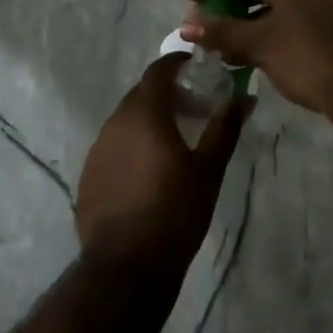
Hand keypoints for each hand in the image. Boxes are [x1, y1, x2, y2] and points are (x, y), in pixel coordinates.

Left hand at [75, 55, 250, 277]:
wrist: (126, 268)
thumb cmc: (174, 212)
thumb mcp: (209, 169)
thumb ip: (225, 128)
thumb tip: (244, 97)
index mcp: (144, 113)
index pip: (158, 71)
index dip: (176, 64)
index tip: (195, 67)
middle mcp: (115, 122)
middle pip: (141, 95)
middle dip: (167, 95)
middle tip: (194, 109)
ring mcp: (97, 149)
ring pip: (126, 121)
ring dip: (149, 121)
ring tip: (174, 141)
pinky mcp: (89, 175)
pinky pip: (114, 147)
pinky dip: (132, 145)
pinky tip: (148, 171)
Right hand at [181, 0, 332, 125]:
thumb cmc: (307, 58)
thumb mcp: (259, 44)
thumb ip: (221, 31)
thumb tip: (185, 25)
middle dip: (226, 0)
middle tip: (203, 17)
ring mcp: (321, 2)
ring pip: (272, 3)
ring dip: (244, 18)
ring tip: (221, 39)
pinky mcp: (328, 24)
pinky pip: (286, 17)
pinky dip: (263, 29)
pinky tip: (248, 52)